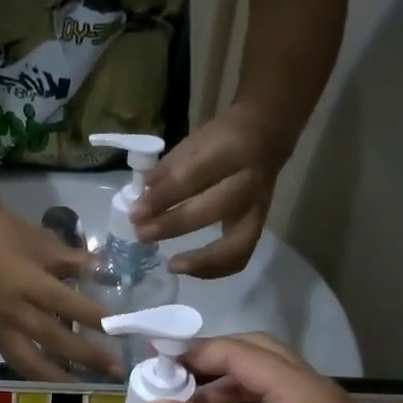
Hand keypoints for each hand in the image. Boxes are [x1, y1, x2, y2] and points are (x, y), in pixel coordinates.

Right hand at [0, 206, 120, 381]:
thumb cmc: (8, 234)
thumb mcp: (46, 243)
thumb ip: (76, 262)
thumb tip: (107, 274)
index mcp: (28, 282)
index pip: (67, 305)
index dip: (94, 319)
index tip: (121, 331)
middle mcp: (13, 309)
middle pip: (54, 339)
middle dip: (87, 356)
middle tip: (116, 370)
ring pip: (30, 360)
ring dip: (59, 375)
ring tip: (84, 383)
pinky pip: (14, 359)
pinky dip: (35, 370)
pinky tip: (53, 375)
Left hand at [129, 108, 287, 277]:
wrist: (268, 134)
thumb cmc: (222, 138)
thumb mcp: (194, 142)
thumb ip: (168, 170)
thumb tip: (142, 198)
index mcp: (231, 151)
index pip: (192, 177)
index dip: (162, 197)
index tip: (135, 212)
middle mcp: (249, 182)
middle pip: (212, 210)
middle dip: (173, 226)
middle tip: (143, 234)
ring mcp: (258, 208)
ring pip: (236, 245)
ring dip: (200, 260)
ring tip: (171, 265)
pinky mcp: (259, 226)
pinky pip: (240, 256)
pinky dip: (214, 268)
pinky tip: (188, 268)